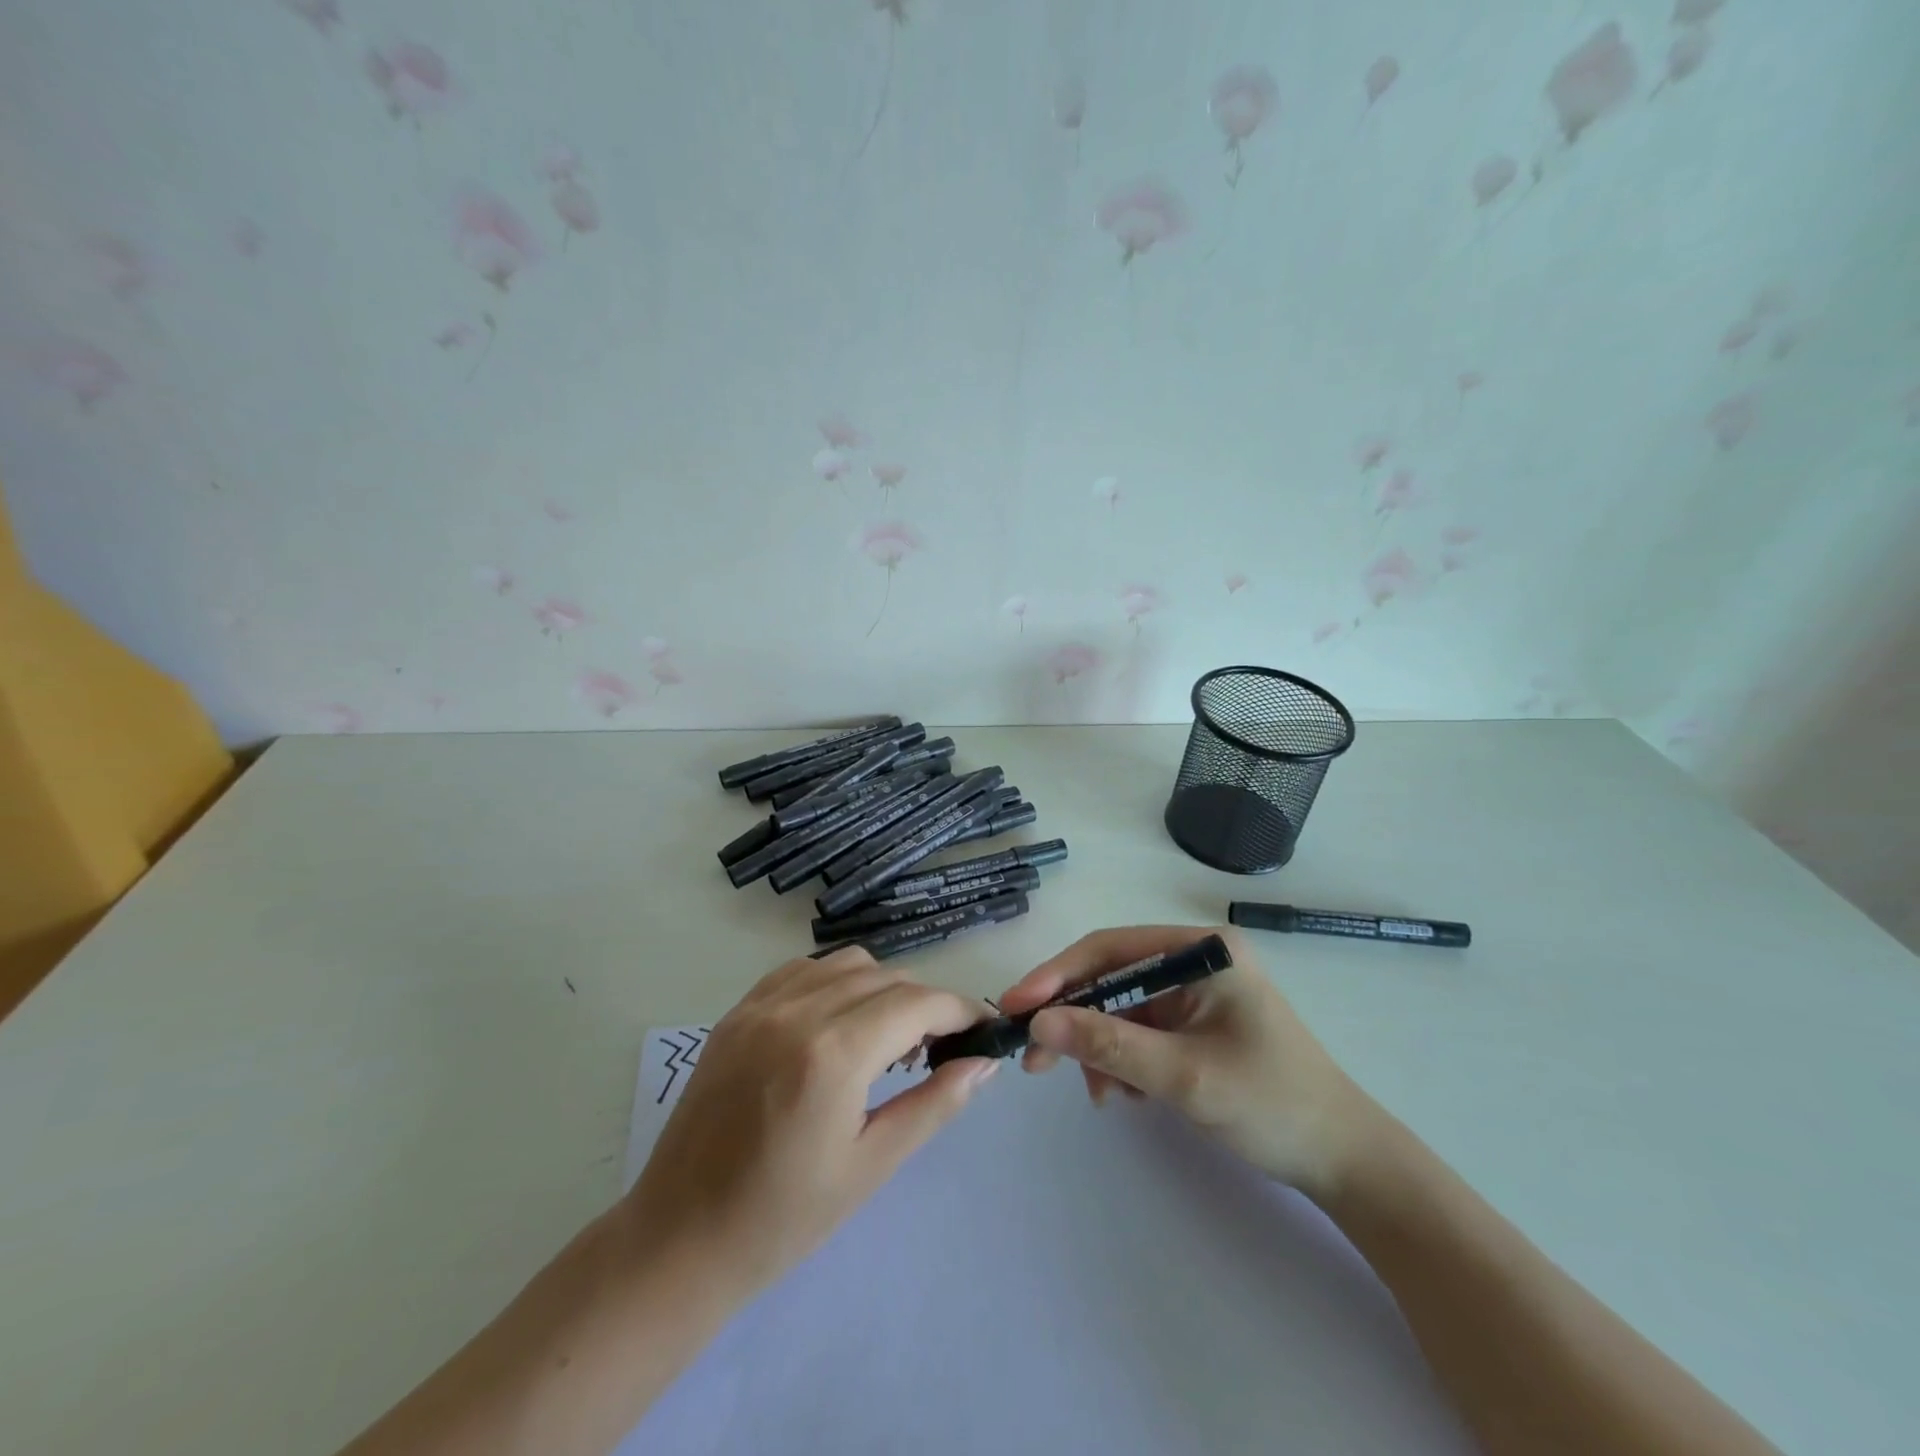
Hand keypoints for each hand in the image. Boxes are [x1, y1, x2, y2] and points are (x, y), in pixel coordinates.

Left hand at [623, 947, 997, 1299]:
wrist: (679, 1238)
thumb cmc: (782, 1218)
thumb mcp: (872, 1165)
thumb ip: (935, 1104)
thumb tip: (983, 1063)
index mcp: (833, 1054)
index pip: (918, 1003)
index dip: (959, 1009)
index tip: (982, 1029)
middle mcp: (797, 1012)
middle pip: (888, 978)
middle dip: (926, 1004)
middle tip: (939, 1048)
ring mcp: (761, 1005)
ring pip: (847, 964)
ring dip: (883, 988)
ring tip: (888, 1037)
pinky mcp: (738, 1011)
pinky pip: (803, 970)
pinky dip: (836, 982)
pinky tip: (838, 1023)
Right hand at [1002, 926, 1382, 1199]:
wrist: (1344, 1163)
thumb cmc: (1272, 1105)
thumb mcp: (1183, 1076)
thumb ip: (1109, 1045)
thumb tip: (1039, 1022)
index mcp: (1202, 950)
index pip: (1111, 948)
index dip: (1059, 974)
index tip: (1017, 1005)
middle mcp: (1195, 961)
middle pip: (1112, 977)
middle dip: (1074, 1018)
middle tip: (1033, 1059)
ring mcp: (1194, 994)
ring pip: (1120, 1009)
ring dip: (1098, 1048)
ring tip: (1097, 1093)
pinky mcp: (1194, 1025)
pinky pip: (1138, 1032)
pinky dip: (1121, 1060)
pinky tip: (1124, 1094)